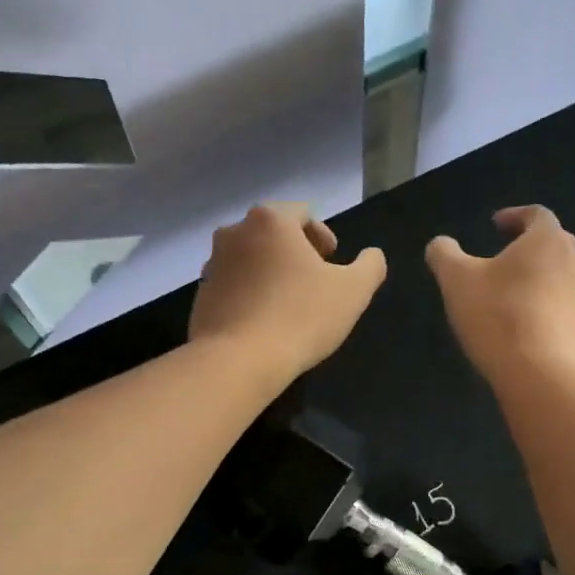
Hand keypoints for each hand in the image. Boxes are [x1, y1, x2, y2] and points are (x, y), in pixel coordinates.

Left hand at [190, 203, 386, 379]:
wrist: (239, 362)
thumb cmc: (301, 317)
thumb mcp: (353, 292)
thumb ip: (370, 266)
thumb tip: (373, 255)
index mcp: (270, 220)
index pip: (301, 213)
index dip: (322, 235)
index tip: (331, 260)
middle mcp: (234, 232)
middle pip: (272, 234)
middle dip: (294, 252)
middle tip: (314, 281)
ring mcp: (212, 265)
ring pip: (250, 260)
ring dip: (270, 274)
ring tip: (289, 304)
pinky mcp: (201, 296)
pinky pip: (233, 287)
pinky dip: (250, 296)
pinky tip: (265, 323)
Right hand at [426, 205, 574, 382]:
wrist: (540, 375)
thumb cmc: (497, 316)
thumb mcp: (456, 281)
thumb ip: (444, 255)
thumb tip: (440, 244)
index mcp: (548, 239)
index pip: (536, 214)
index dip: (514, 216)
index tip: (494, 225)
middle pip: (553, 243)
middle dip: (528, 246)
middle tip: (502, 258)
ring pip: (561, 275)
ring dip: (538, 277)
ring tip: (511, 293)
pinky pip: (564, 306)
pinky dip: (545, 305)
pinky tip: (524, 324)